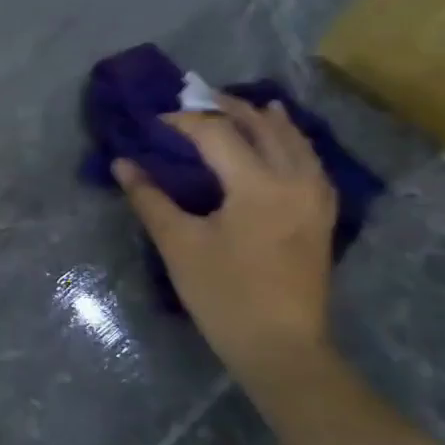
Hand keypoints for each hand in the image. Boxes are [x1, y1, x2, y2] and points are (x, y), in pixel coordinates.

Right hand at [114, 95, 336, 386]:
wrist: (280, 346)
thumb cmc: (223, 294)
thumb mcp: (178, 244)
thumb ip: (150, 198)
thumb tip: (123, 164)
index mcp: (258, 186)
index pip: (217, 134)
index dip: (184, 121)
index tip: (156, 120)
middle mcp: (294, 182)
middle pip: (264, 127)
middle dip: (228, 108)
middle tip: (196, 98)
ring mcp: (315, 199)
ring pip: (295, 142)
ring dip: (266, 120)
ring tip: (242, 106)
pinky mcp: (321, 216)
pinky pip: (310, 162)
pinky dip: (292, 143)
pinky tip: (283, 142)